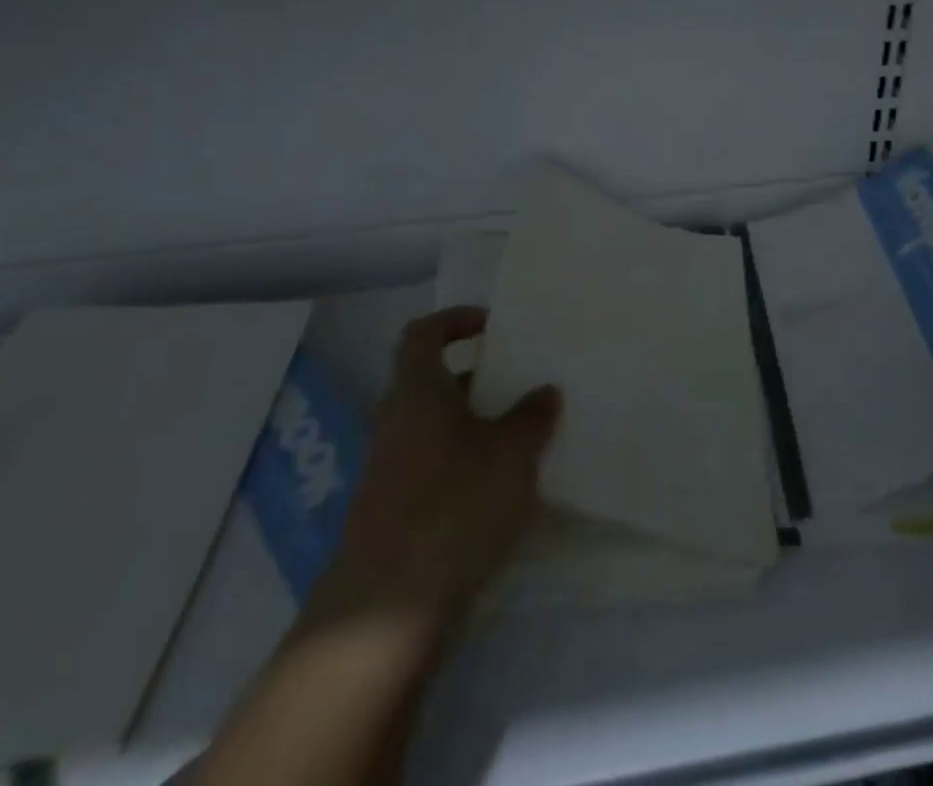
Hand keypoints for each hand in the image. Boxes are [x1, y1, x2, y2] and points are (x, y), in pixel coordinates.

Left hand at [319, 307, 560, 631]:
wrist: (386, 613)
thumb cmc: (454, 506)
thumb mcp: (510, 455)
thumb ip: (532, 417)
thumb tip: (546, 390)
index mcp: (417, 390)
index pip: (423, 333)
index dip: (454, 320)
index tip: (492, 326)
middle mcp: (396, 420)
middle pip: (431, 380)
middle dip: (477, 376)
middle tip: (521, 381)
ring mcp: (389, 468)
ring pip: (434, 425)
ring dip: (473, 422)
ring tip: (522, 433)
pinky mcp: (392, 511)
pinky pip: (432, 464)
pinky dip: (463, 461)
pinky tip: (500, 486)